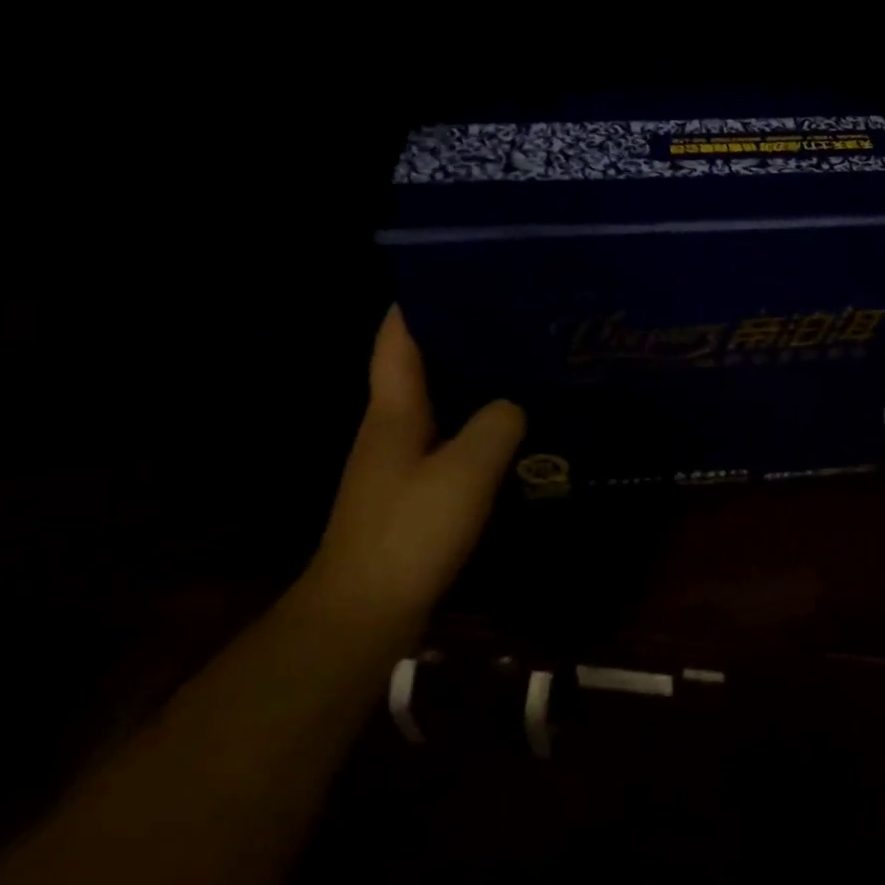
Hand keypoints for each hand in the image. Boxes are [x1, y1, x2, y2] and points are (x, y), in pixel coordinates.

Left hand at [307, 306, 523, 622]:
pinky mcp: (411, 490)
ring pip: (438, 400)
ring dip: (472, 379)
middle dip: (460, 335)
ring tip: (521, 362)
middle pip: (421, 363)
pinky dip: (475, 422)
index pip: (398, 337)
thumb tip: (513, 406)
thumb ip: (497, 425)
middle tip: (514, 315)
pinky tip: (510, 427)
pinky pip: (448, 437)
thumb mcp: (466, 470)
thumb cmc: (409, 531)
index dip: (419, 299)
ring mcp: (398, 459)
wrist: (363, 614)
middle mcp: (390, 425)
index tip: (459, 271)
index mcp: (394, 409)